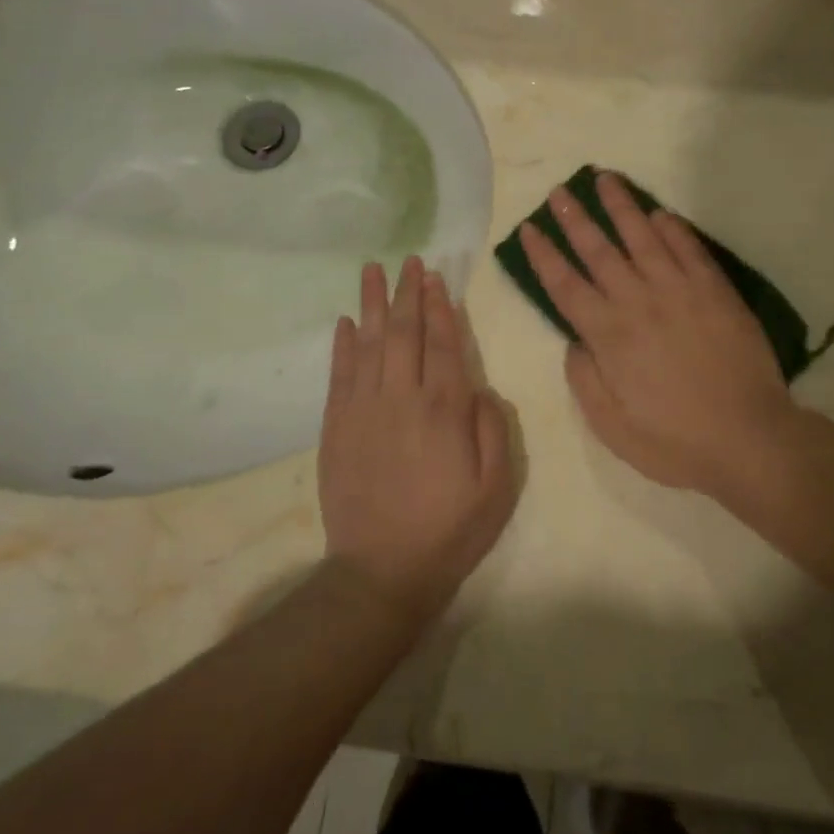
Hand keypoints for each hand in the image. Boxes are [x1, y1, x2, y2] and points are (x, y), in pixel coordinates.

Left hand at [318, 257, 517, 624]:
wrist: (381, 572)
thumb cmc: (449, 531)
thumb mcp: (496, 488)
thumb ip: (493, 430)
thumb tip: (480, 387)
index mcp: (444, 411)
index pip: (443, 345)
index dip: (440, 308)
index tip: (436, 278)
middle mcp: (402, 399)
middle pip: (404, 334)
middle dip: (407, 294)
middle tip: (409, 261)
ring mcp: (363, 411)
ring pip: (369, 345)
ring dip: (372, 305)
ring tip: (373, 271)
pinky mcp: (336, 428)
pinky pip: (339, 375)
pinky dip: (343, 345)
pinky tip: (347, 321)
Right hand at [519, 172, 803, 505]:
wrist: (747, 437)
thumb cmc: (674, 440)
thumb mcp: (611, 426)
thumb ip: (585, 379)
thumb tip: (574, 341)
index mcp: (608, 335)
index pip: (565, 285)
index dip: (544, 255)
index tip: (529, 229)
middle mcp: (638, 302)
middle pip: (599, 250)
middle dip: (575, 218)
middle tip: (560, 191)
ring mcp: (679, 291)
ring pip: (643, 237)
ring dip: (621, 206)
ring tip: (604, 178)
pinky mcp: (715, 291)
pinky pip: (689, 249)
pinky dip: (672, 228)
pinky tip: (659, 212)